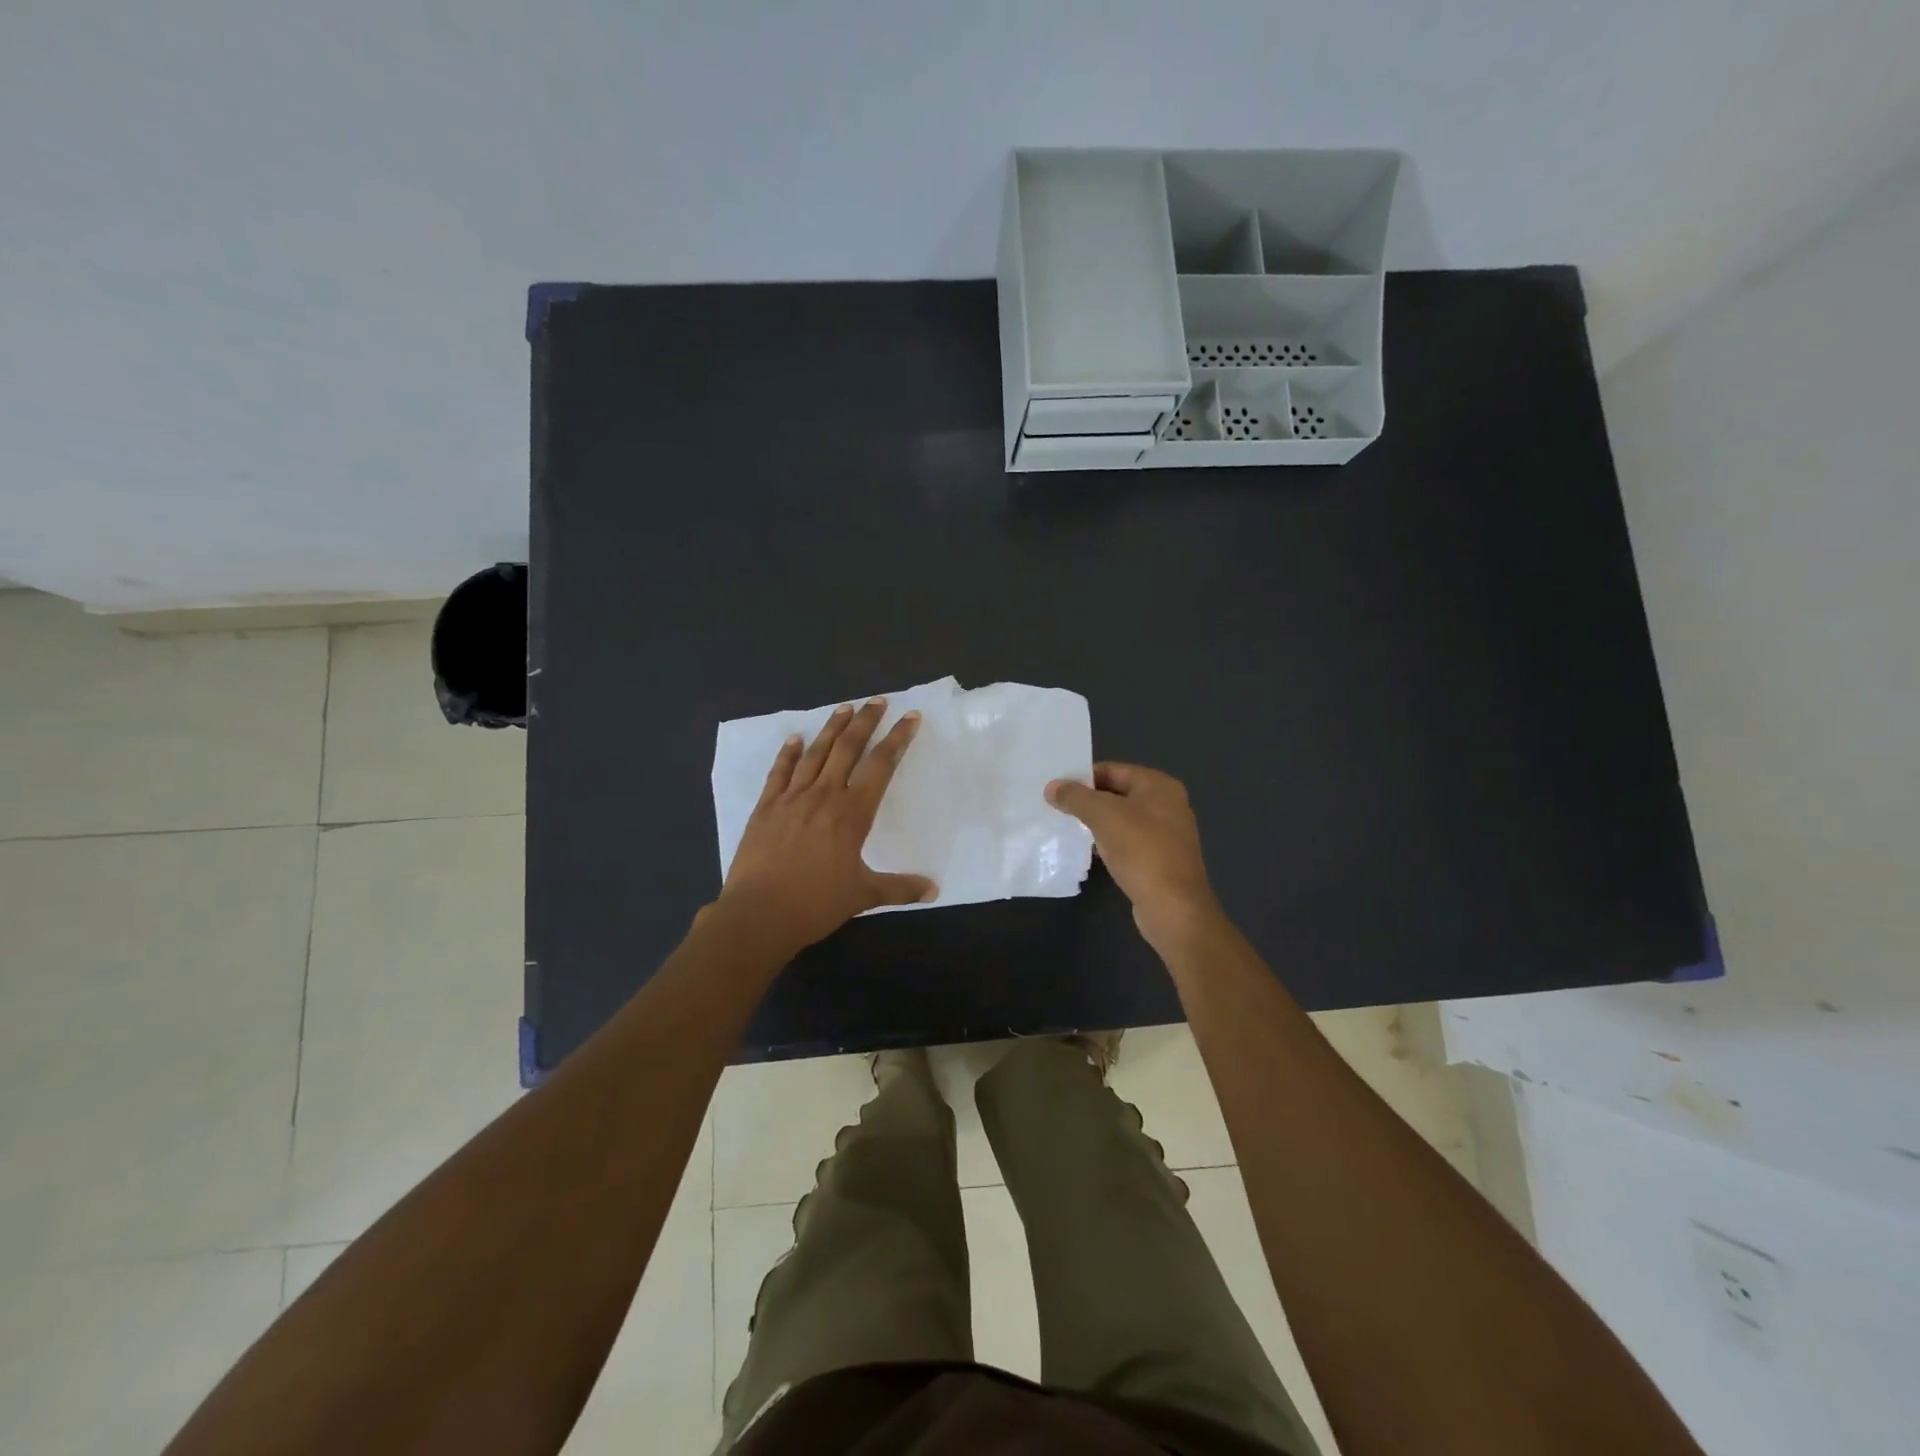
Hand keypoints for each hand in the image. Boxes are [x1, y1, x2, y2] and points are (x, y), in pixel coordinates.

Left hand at [714, 699, 936, 955]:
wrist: (758, 915)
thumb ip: (899, 888)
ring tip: (844, 708)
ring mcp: (791, 798)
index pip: (880, 766)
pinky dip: (788, 753)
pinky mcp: (765, 807)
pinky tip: (794, 739)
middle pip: (848, 748)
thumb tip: (934, 890)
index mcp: (852, 813)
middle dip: (865, 722)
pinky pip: (779, 772)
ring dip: (831, 729)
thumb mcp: (863, 896)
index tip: (909, 718)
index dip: (897, 739)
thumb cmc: (815, 904)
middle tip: (878, 701)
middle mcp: (824, 796)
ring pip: (815, 753)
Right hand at [1046, 762, 1221, 948]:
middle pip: (1118, 793)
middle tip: (1057, 807)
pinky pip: (1129, 843)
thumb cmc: (1141, 851)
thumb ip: (1075, 797)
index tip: (1057, 788)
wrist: (1173, 907)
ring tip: (1067, 828)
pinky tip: (1090, 852)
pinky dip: (1109, 843)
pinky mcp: (1161, 860)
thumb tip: (1052, 786)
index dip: (1083, 777)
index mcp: (1159, 786)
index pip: (1113, 770)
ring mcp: (1167, 834)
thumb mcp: (1103, 816)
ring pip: (1122, 820)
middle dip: (1088, 800)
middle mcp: (1168, 805)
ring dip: (1097, 823)